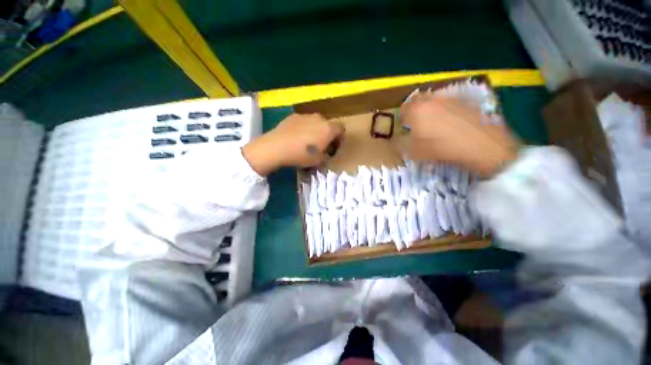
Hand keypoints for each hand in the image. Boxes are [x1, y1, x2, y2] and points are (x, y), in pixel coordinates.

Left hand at [243, 113, 343, 175]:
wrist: (277, 147)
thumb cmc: (302, 155)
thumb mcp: (319, 161)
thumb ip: (326, 156)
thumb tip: (326, 153)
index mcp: (328, 128)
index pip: (341, 129)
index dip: (339, 139)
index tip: (333, 148)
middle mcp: (319, 118)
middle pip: (328, 125)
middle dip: (327, 135)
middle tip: (321, 146)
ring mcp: (305, 115)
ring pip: (315, 122)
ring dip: (315, 131)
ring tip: (307, 142)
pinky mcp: (293, 116)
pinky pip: (303, 122)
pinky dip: (304, 128)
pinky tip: (296, 138)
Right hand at [399, 93, 518, 175]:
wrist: (479, 145)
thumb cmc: (440, 148)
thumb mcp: (414, 152)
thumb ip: (401, 144)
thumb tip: (397, 140)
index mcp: (416, 109)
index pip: (403, 109)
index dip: (402, 119)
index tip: (405, 129)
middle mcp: (432, 99)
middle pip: (418, 100)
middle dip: (415, 110)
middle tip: (418, 124)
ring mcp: (450, 98)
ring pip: (434, 100)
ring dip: (431, 109)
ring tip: (435, 124)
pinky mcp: (466, 101)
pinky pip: (450, 103)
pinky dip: (446, 111)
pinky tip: (451, 124)